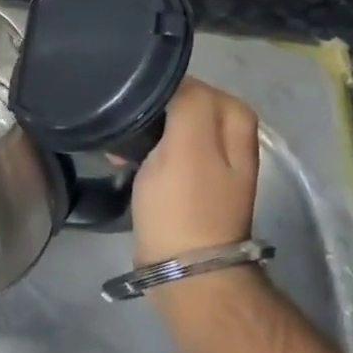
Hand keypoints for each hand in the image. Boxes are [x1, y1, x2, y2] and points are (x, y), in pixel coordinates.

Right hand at [131, 79, 259, 265]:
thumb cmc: (184, 204)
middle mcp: (229, 139)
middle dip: (149, 108)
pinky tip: (121, 159)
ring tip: (116, 141)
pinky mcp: (189, 185)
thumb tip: (171, 81)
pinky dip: (142, 151)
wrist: (184, 270)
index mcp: (236, 122)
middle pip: (180, 103)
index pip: (192, 82)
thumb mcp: (188, 145)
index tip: (130, 100)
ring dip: (142, 130)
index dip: (159, 88)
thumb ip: (188, 101)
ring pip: (169, 126)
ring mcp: (210, 164)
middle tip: (121, 118)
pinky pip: (162, 151)